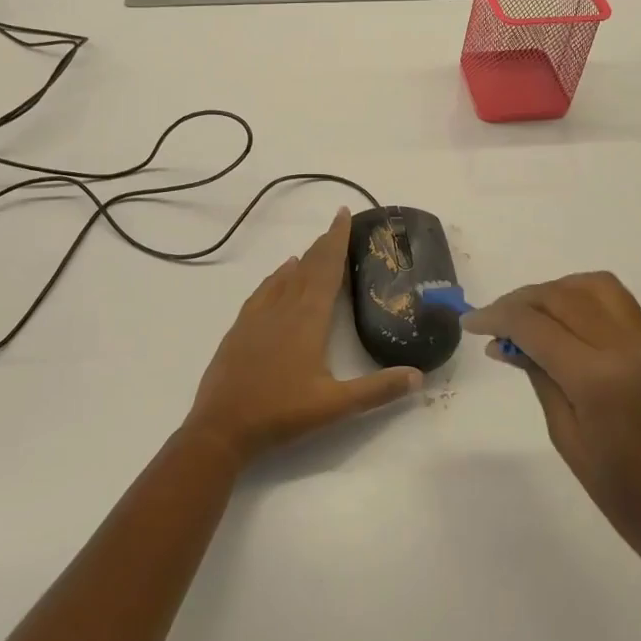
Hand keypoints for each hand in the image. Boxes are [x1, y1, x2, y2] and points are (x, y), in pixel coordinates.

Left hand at [184, 208, 422, 466]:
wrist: (221, 426)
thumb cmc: (281, 413)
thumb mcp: (335, 405)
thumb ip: (378, 390)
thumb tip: (418, 375)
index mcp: (308, 318)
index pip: (327, 269)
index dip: (336, 240)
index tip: (343, 214)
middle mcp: (283, 307)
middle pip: (307, 267)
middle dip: (323, 244)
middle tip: (337, 225)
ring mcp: (258, 316)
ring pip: (285, 276)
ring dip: (303, 259)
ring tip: (315, 247)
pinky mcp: (241, 327)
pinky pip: (264, 290)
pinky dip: (277, 276)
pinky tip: (281, 274)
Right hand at [464, 272, 640, 587]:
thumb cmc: (626, 501)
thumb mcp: (568, 440)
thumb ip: (541, 380)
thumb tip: (509, 344)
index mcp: (597, 379)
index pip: (535, 325)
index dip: (496, 317)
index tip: (470, 323)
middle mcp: (625, 349)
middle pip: (561, 296)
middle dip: (519, 301)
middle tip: (493, 321)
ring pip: (593, 287)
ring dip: (554, 290)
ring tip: (531, 314)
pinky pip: (619, 303)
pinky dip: (584, 298)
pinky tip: (566, 321)